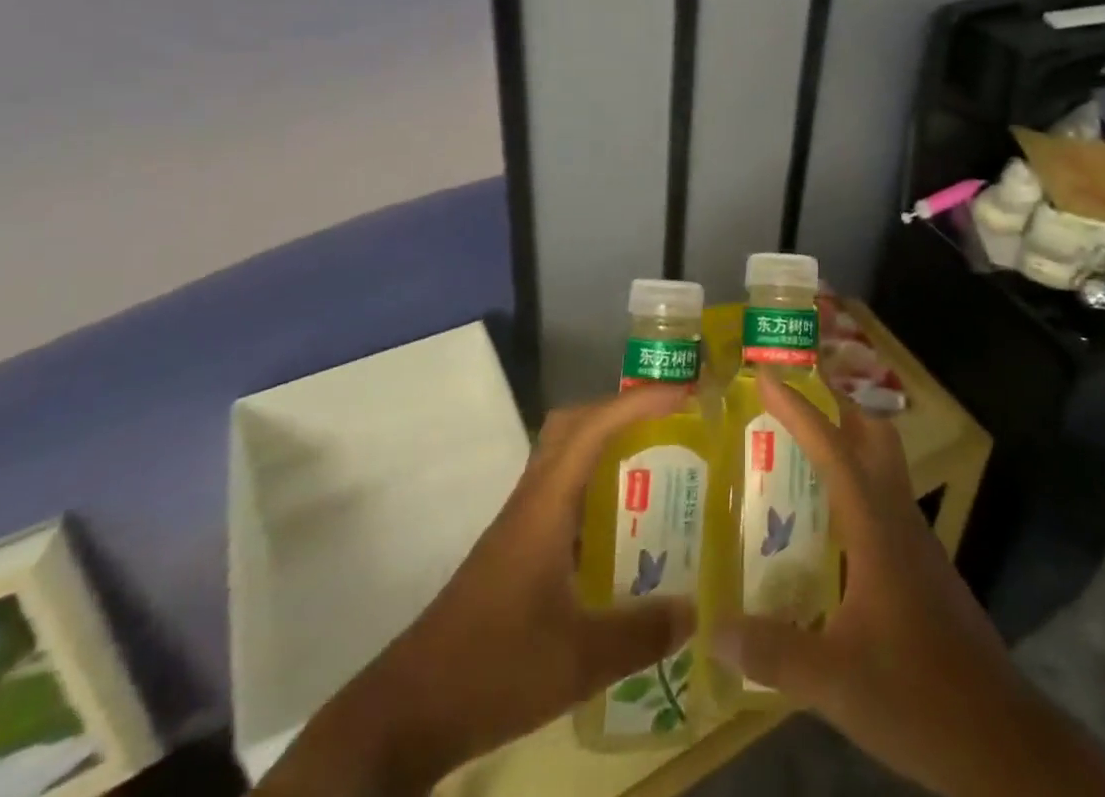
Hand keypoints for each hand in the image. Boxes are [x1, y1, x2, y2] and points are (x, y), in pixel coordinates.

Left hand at [258, 385, 695, 796]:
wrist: (409, 711)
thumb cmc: (493, 667)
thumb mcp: (578, 659)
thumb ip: (641, 634)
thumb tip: (695, 609)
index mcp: (545, 504)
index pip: (594, 427)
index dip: (639, 403)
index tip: (684, 393)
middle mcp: (532, 500)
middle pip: (573, 426)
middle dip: (621, 411)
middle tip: (669, 422)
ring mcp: (519, 524)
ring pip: (564, 458)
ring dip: (606, 446)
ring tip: (656, 463)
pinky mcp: (515, 551)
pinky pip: (561, 493)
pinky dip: (594, 488)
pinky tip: (621, 529)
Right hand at [716, 375, 1104, 796]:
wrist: (1001, 740)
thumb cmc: (917, 695)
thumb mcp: (834, 681)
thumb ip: (773, 652)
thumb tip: (715, 630)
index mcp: (875, 526)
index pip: (833, 448)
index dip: (799, 409)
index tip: (768, 376)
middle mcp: (898, 519)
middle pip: (875, 437)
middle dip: (837, 406)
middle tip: (795, 399)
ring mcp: (917, 542)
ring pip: (884, 467)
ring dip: (848, 443)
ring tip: (801, 452)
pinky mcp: (924, 568)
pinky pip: (886, 501)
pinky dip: (856, 486)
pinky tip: (831, 523)